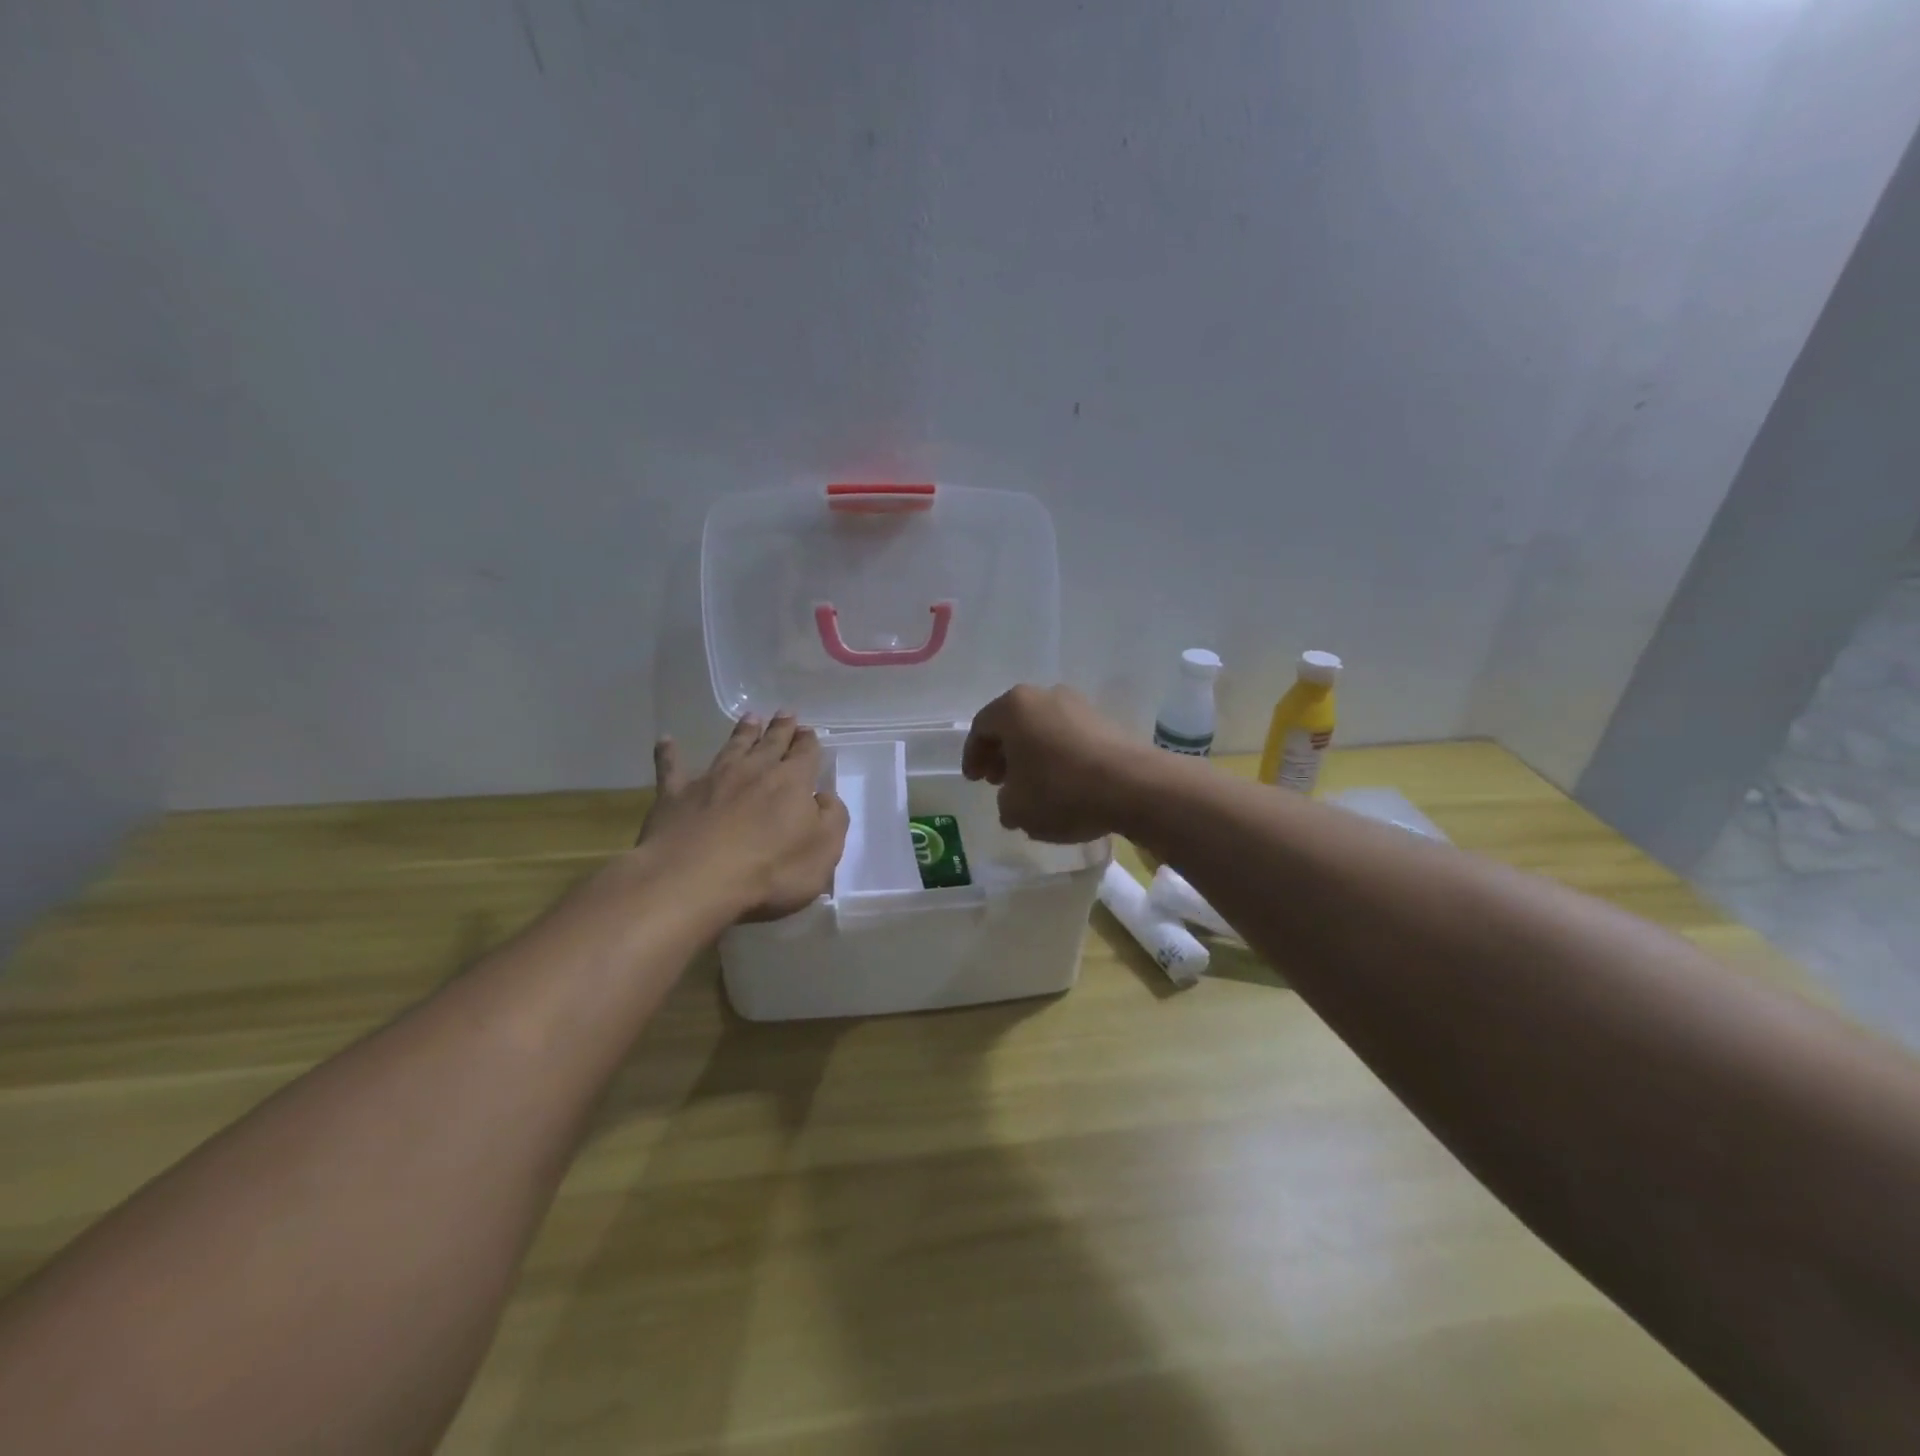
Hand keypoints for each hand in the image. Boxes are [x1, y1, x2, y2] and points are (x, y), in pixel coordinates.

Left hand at [638, 713, 849, 920]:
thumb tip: (825, 797)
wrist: (693, 881)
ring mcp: (712, 780)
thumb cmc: (770, 871)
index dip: (808, 742)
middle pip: (770, 743)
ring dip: (742, 732)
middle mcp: (753, 771)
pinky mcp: (675, 796)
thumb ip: (832, 819)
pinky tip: (666, 741)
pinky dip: (669, 754)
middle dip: (780, 729)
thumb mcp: (824, 851)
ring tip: (750, 718)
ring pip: (731, 747)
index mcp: (792, 782)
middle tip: (785, 713)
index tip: (809, 731)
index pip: (805, 754)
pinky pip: (671, 768)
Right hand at [962, 685, 1146, 842]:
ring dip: (1031, 756)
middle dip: (1002, 754)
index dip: (973, 755)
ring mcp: (1080, 706)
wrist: (1133, 786)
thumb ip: (1004, 802)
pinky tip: (1062, 786)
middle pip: (1014, 724)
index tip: (975, 780)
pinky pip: (1069, 738)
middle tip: (998, 781)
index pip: (981, 727)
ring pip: (1043, 730)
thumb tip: (1012, 799)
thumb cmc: (1061, 790)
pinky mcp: (1107, 722)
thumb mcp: (1016, 807)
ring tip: (1031, 787)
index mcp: (1014, 707)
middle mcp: (1045, 695)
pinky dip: (1058, 758)